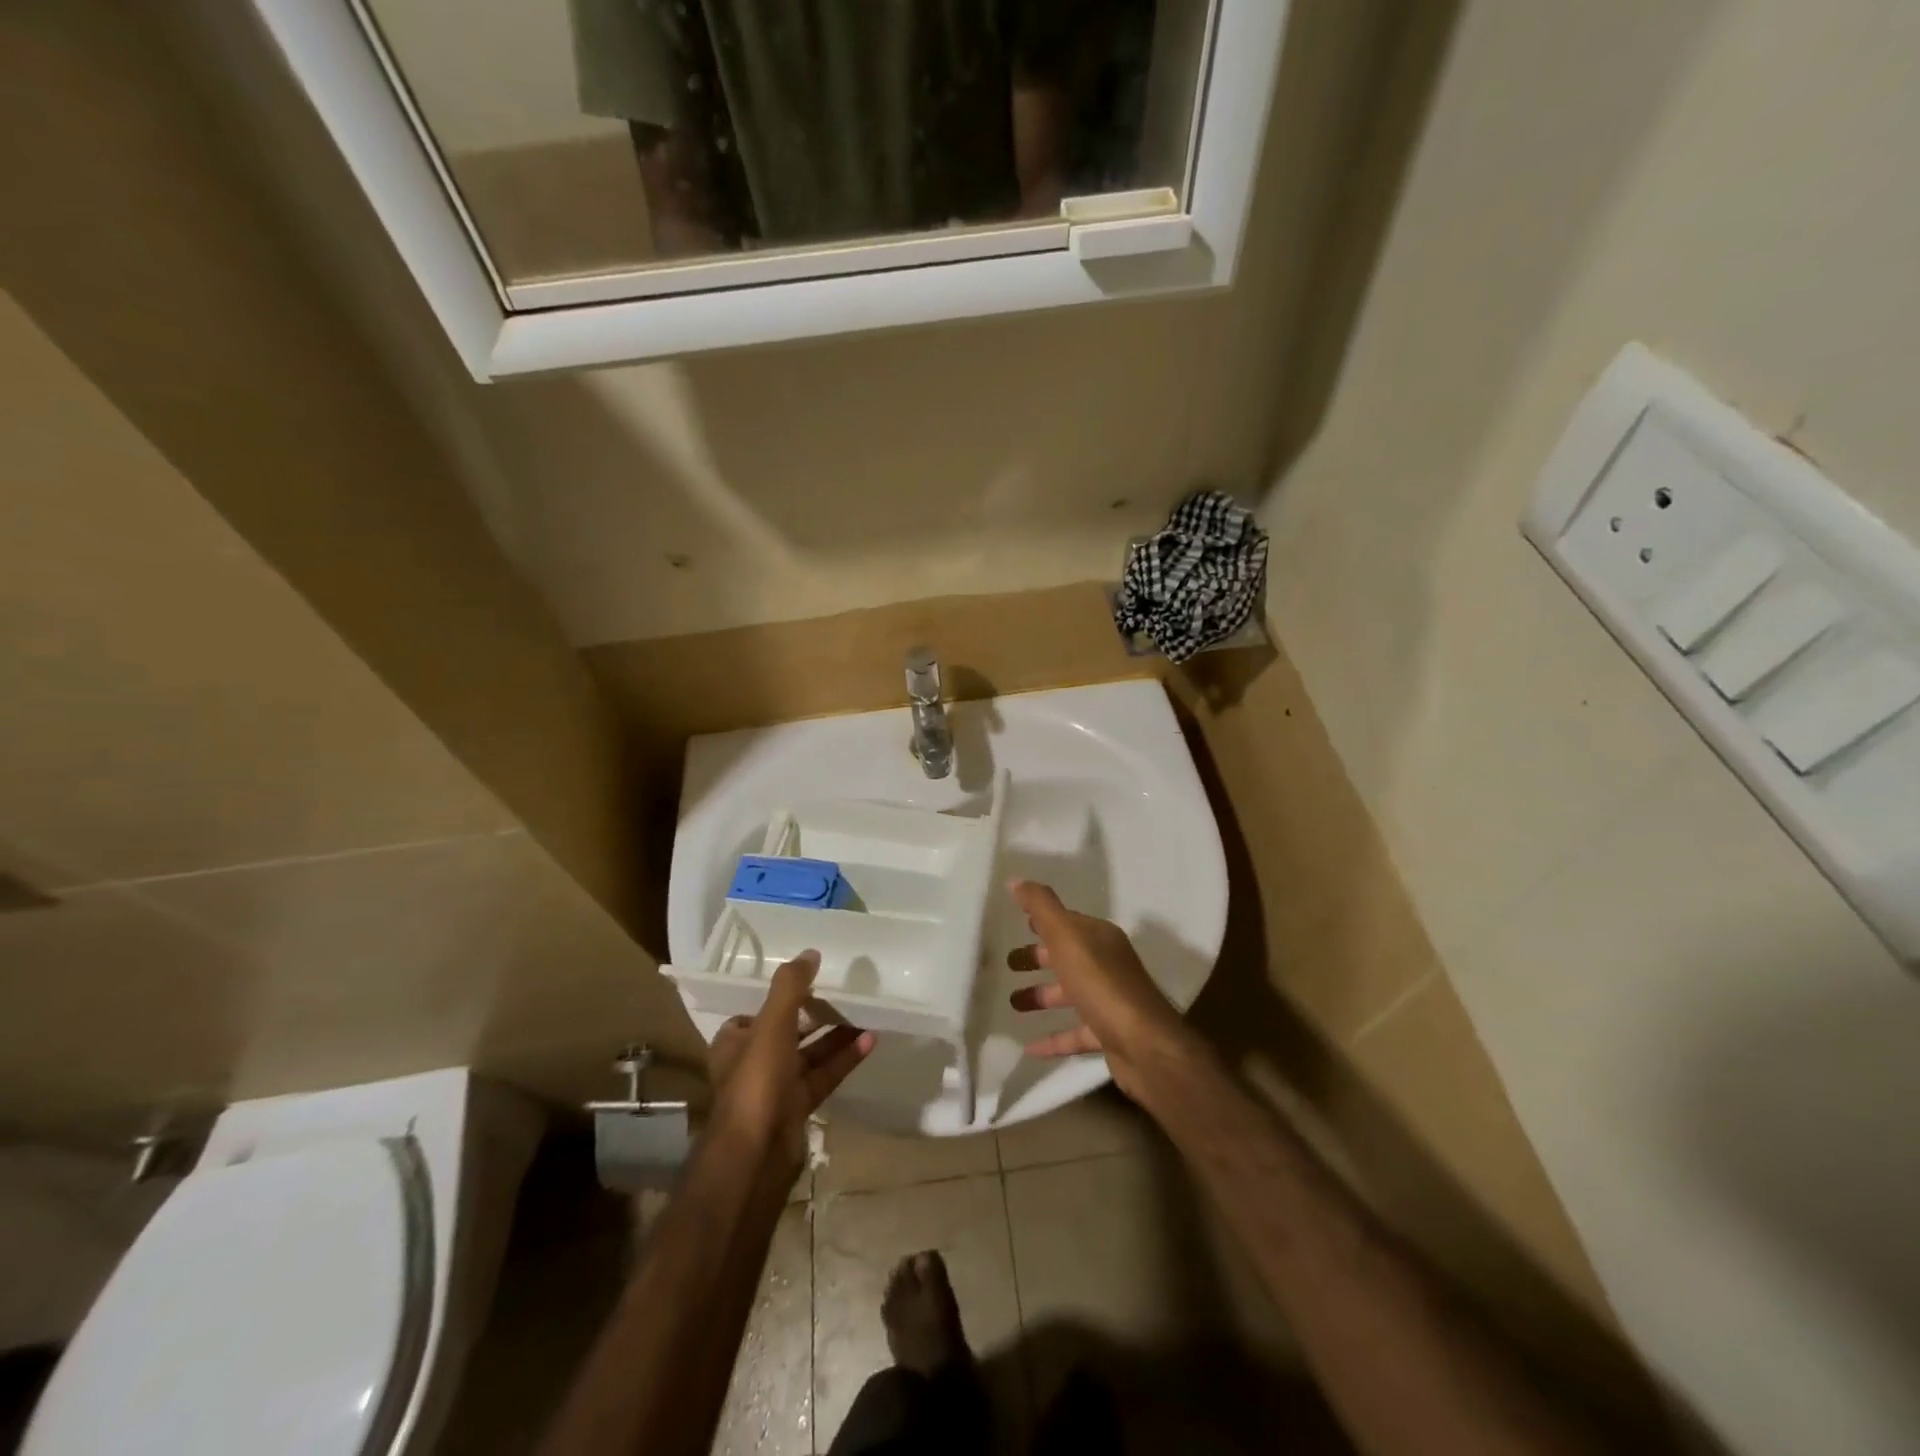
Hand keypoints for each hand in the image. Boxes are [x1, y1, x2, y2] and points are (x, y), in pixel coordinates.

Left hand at [707, 951, 873, 1182]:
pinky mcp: (798, 1108)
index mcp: (735, 1043)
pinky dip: (844, 1060)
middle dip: (814, 1015)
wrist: (756, 1155)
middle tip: (843, 995)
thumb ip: (790, 987)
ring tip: (865, 1014)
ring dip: (835, 1036)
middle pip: (787, 1032)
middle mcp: (752, 1063)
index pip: (754, 1014)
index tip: (808, 983)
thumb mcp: (772, 1025)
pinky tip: (869, 1041)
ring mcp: (776, 1088)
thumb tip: (810, 953)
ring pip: (809, 1054)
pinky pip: (824, 1076)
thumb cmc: (756, 1082)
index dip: (778, 999)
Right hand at [1005, 880, 1189, 1098]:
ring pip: (1069, 994)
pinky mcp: (1108, 1035)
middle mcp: (1107, 965)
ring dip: (1042, 996)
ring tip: (1012, 1003)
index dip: (1043, 922)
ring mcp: (1109, 1001)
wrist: (1143, 1044)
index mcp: (1100, 938)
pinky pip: (1074, 1033)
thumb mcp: (1067, 937)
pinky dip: (1053, 1038)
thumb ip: (1041, 907)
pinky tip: (1028, 1047)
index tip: (1018, 924)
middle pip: (1067, 957)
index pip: (1068, 923)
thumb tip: (1017, 879)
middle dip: (1038, 958)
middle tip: (1008, 964)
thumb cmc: (1101, 983)